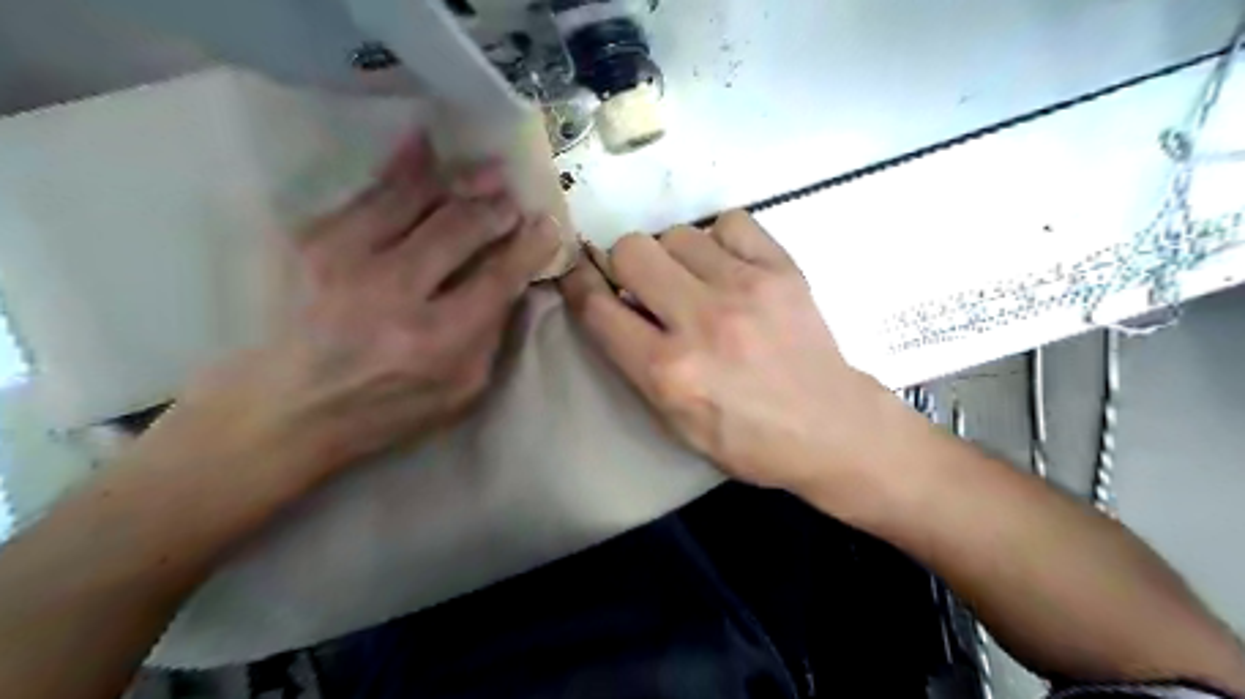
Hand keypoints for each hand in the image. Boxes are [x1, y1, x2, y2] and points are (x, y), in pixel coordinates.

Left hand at [149, 136, 562, 481]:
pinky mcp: (310, 240)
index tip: (547, 225)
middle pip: (460, 228)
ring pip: (416, 199)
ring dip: (459, 181)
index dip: (529, 246)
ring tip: (485, 171)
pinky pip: (368, 191)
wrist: (281, 409)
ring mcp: (345, 258)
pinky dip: (403, 167)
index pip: (498, 277)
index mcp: (438, 340)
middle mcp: (394, 292)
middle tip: (513, 198)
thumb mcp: (459, 391)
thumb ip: (491, 335)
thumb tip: (512, 281)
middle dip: (496, 208)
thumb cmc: (383, 408)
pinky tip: (426, 146)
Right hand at [563, 210, 896, 494]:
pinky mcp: (783, 270)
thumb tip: (612, 305)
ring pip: (677, 233)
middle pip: (632, 249)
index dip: (579, 284)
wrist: (830, 426)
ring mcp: (746, 288)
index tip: (581, 276)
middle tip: (646, 286)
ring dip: (673, 256)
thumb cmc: (747, 438)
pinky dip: (719, 240)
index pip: (598, 307)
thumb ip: (636, 364)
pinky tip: (728, 268)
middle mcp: (702, 321)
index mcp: (669, 371)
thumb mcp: (675, 423)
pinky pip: (730, 222)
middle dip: (626, 265)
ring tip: (693, 281)